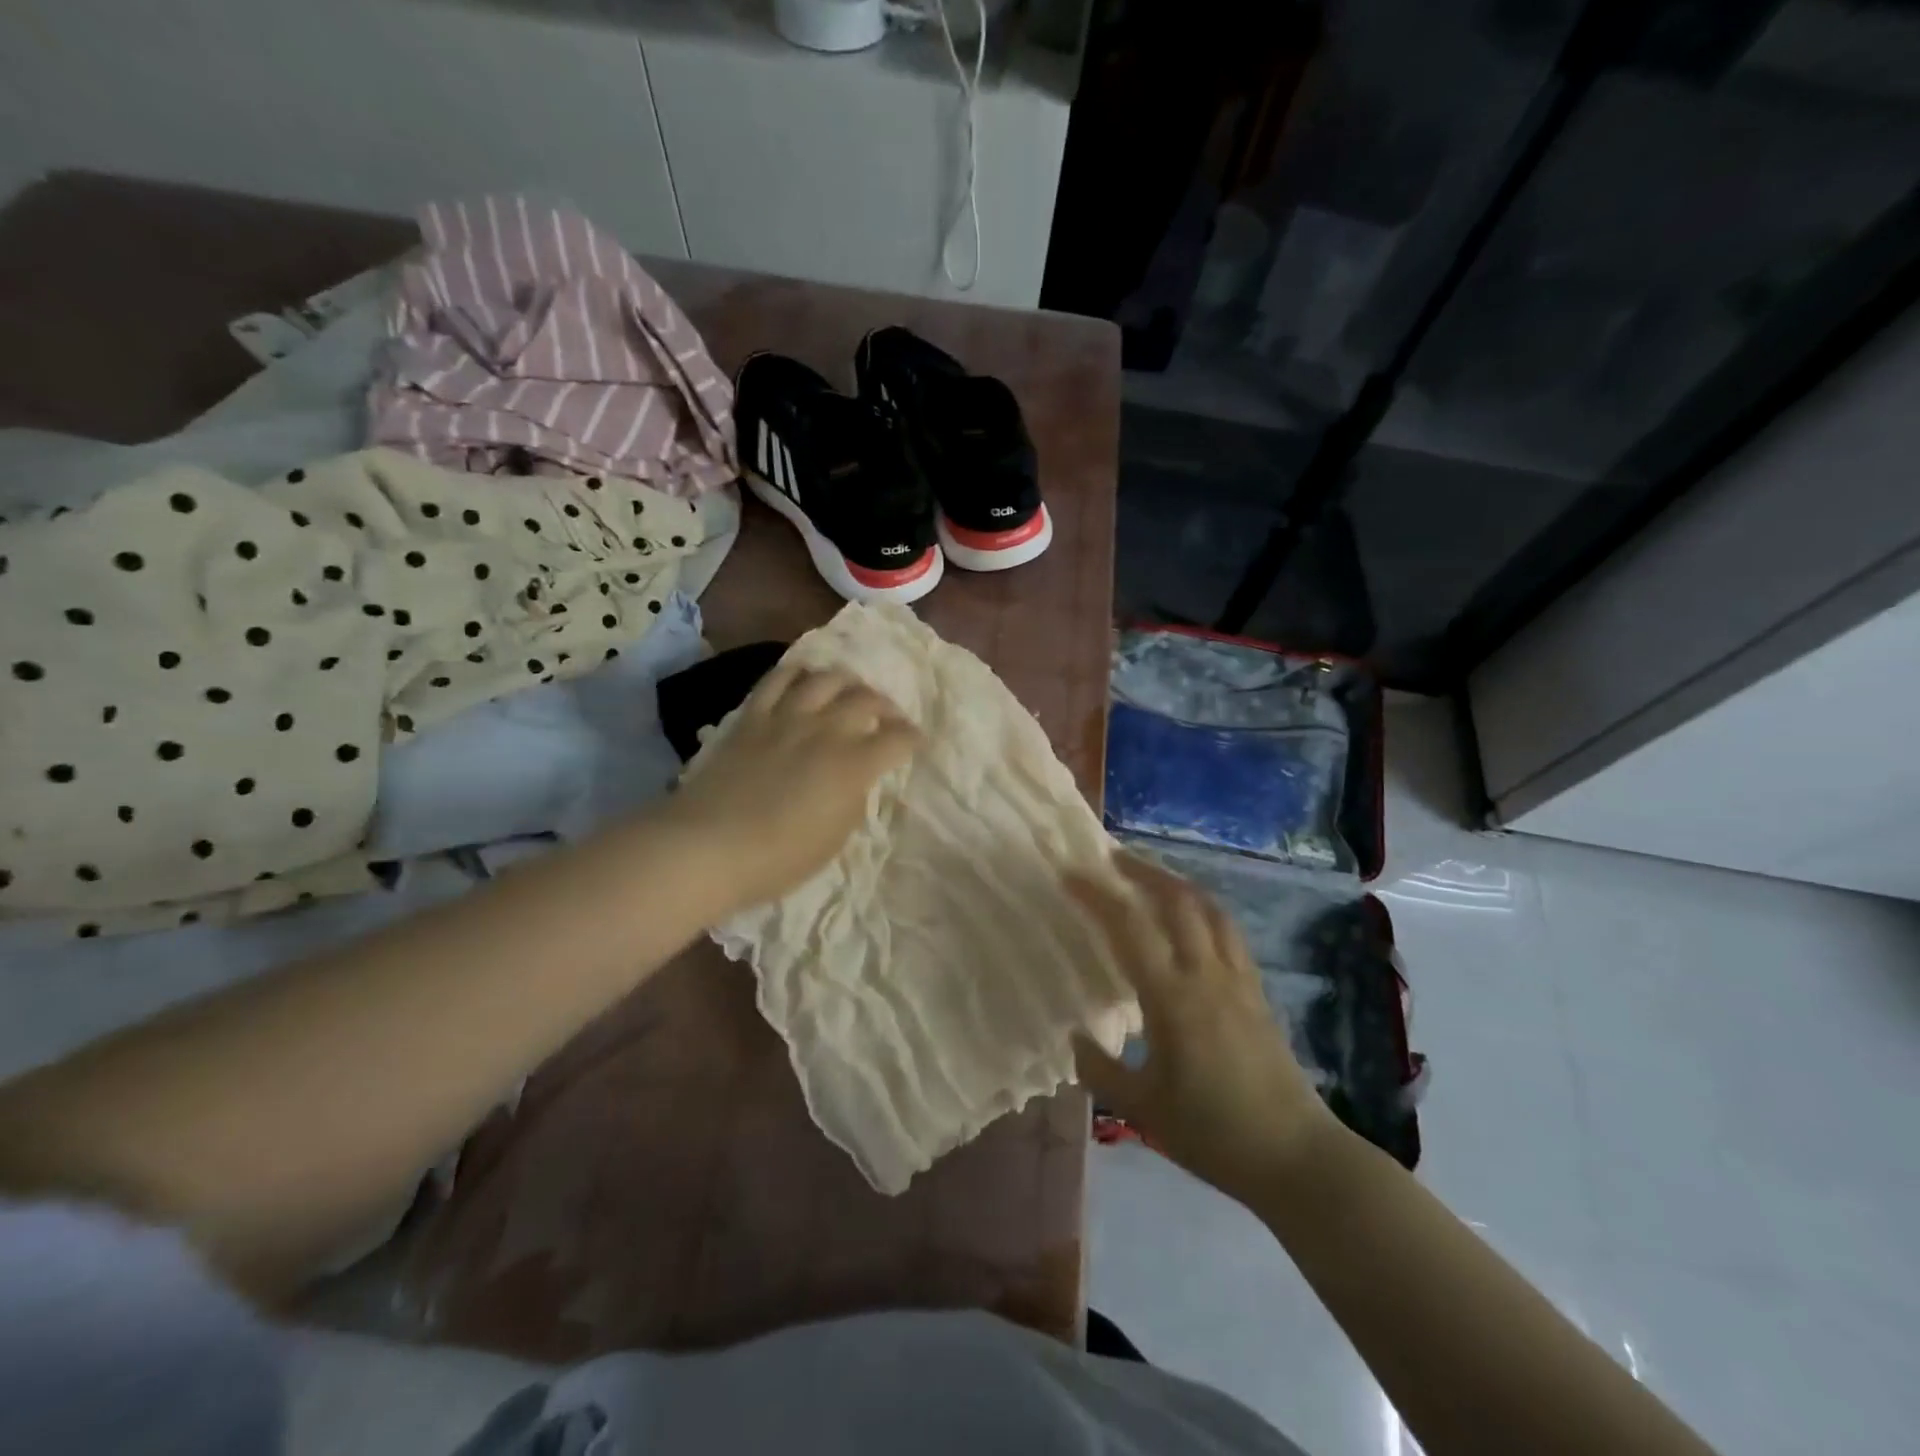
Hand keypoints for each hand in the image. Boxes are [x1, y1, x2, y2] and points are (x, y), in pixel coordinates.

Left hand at [667, 661, 919, 915]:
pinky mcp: (753, 716)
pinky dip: (799, 673)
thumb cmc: (779, 858)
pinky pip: (779, 679)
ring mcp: (788, 718)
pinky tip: (805, 679)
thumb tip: (857, 779)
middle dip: (887, 707)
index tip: (916, 743)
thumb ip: (853, 800)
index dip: (913, 738)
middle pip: (868, 699)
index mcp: (854, 765)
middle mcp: (827, 730)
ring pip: (827, 679)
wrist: (709, 846)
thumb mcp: (835, 838)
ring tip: (850, 693)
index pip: (898, 738)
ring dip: (848, 682)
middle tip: (888, 718)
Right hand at [1070, 853, 1338, 1201]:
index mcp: (1173, 998)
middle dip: (1141, 870)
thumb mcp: (1142, 1109)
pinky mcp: (1256, 990)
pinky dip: (1202, 908)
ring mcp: (1238, 979)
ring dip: (1175, 882)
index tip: (1070, 875)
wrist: (1296, 1157)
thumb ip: (1100, 1070)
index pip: (1129, 926)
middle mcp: (1207, 974)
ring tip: (1149, 876)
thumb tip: (1075, 1037)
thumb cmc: (1213, 1134)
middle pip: (1177, 899)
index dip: (1097, 895)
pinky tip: (1190, 918)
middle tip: (1110, 858)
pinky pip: (1227, 930)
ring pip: (1208, 908)